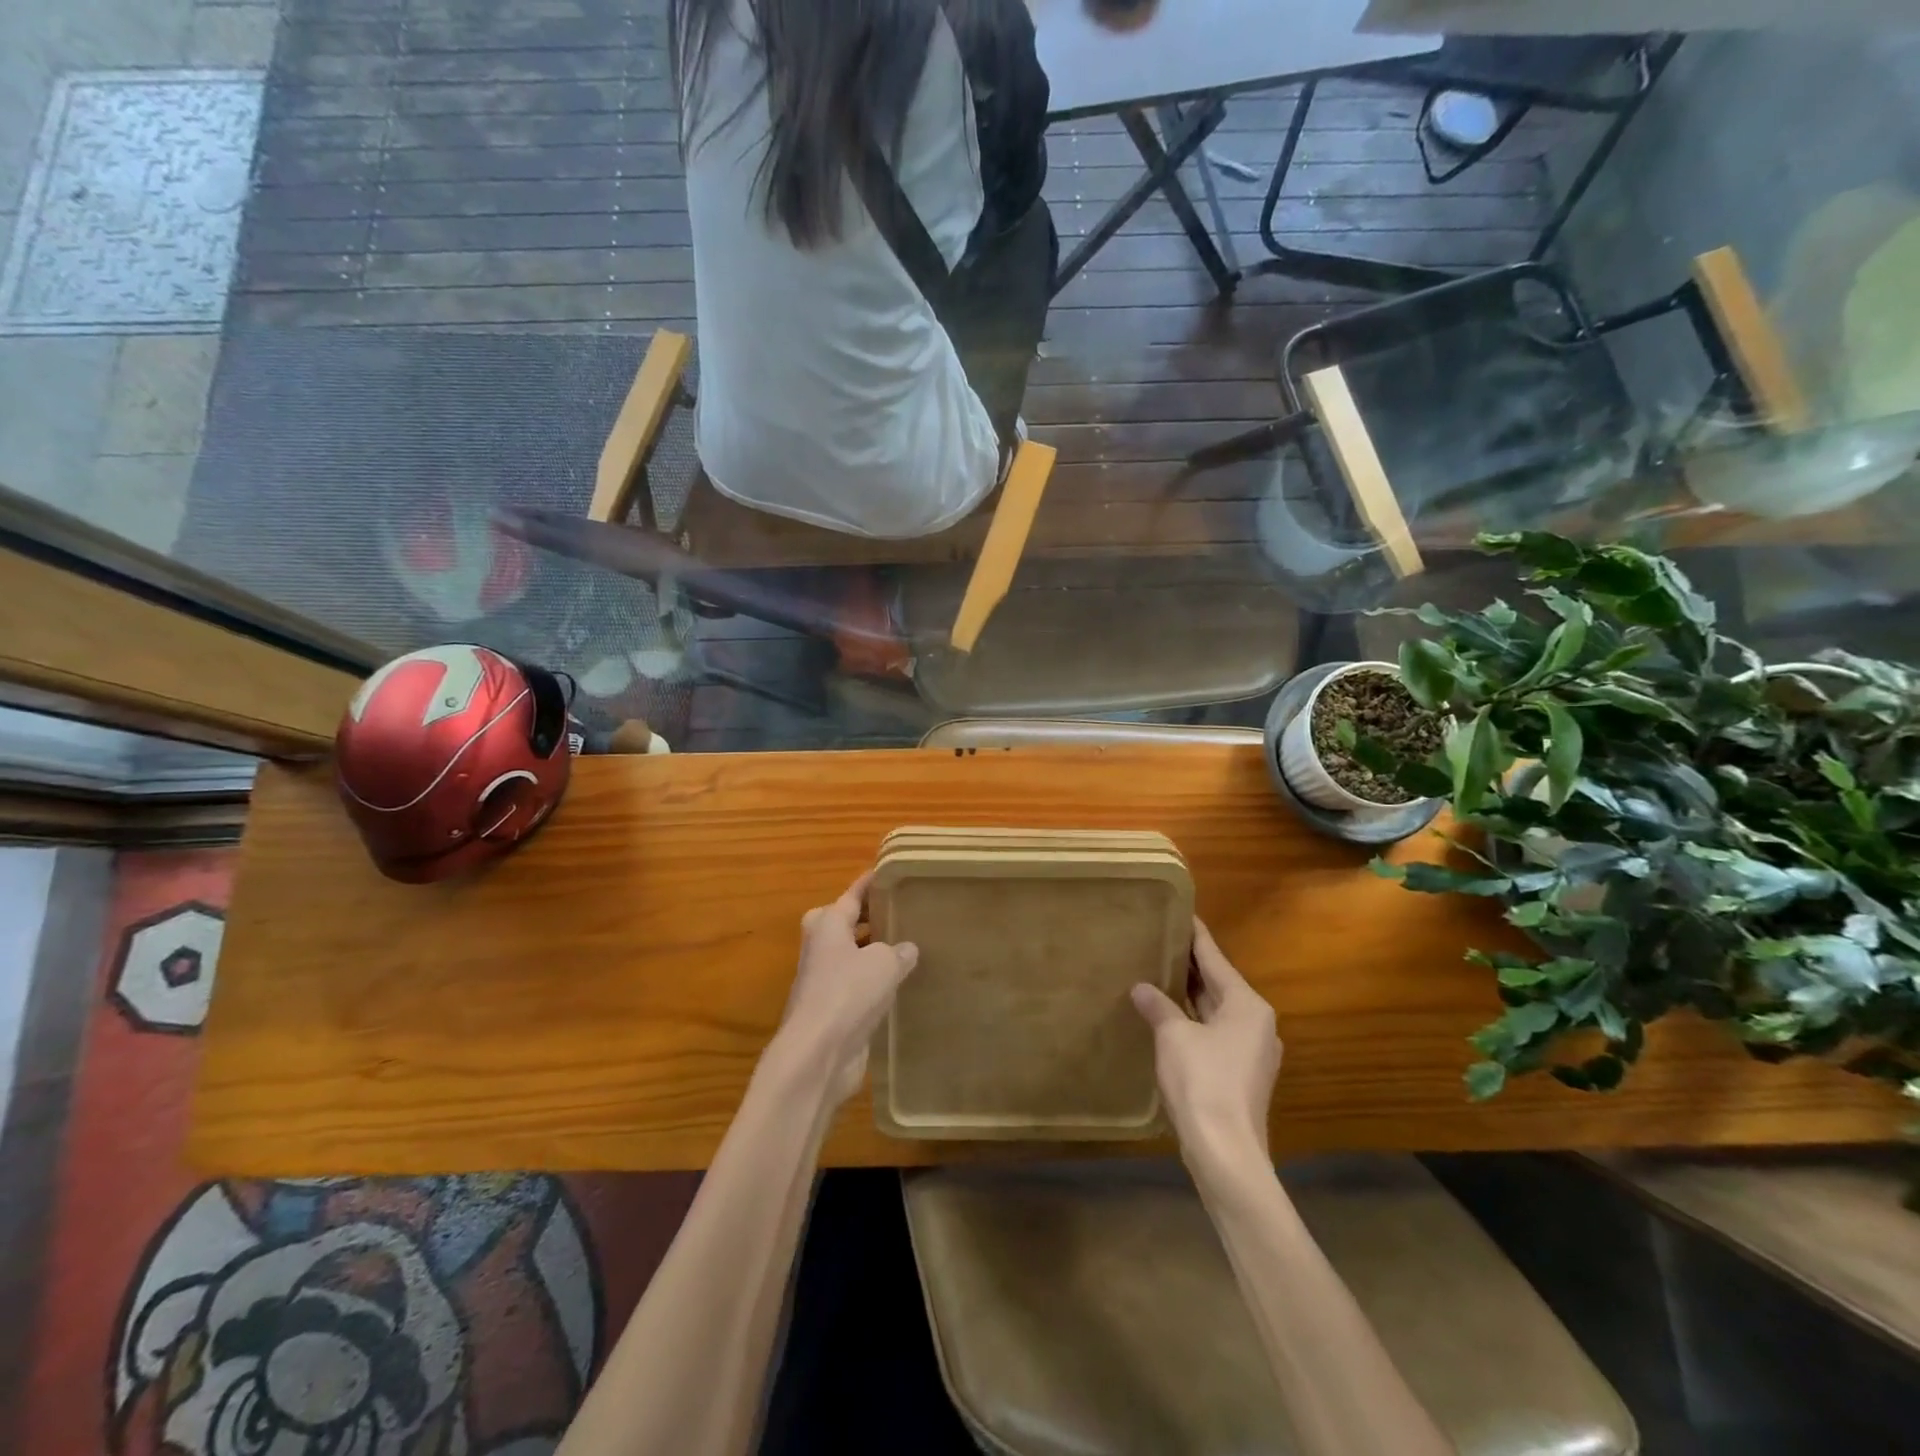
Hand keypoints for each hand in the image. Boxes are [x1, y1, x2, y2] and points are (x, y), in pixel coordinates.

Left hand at [769, 871, 919, 1106]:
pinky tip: (898, 985)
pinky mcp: (831, 1011)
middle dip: (865, 917)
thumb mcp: (884, 963)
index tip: (886, 872)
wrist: (818, 1053)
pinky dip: (872, 983)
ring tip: (905, 947)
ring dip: (871, 952)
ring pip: (849, 957)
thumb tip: (906, 950)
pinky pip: (855, 986)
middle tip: (896, 911)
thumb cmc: (848, 993)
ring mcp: (823, 981)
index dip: (869, 884)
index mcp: (828, 924)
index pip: (851, 895)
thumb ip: (898, 951)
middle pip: (842, 923)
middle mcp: (821, 948)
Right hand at [1132, 919, 1281, 1175]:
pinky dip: (1193, 1021)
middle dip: (1190, 967)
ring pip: (1216, 1012)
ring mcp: (1251, 1052)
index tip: (1182, 913)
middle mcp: (1256, 1023)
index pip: (1215, 959)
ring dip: (1189, 997)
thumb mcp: (1173, 1036)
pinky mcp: (1241, 1076)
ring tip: (1159, 974)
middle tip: (1161, 941)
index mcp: (1247, 1005)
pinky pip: (1214, 1034)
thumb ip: (1158, 1006)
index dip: (1196, 936)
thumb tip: (1141, 988)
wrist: (1225, 1152)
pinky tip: (1168, 1018)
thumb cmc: (1202, 1081)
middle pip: (1218, 985)